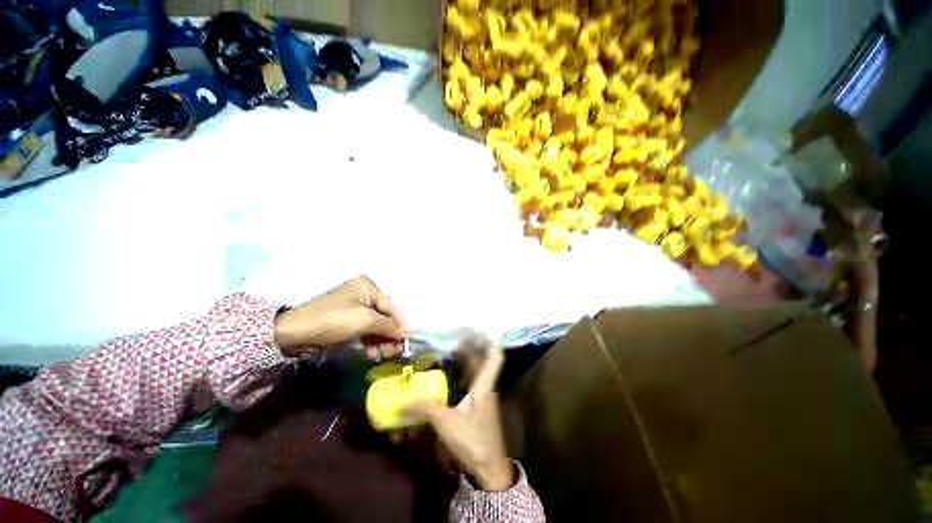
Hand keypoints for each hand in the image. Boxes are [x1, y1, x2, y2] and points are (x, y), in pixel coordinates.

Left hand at [274, 276, 409, 358]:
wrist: (292, 333)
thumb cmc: (333, 320)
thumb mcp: (364, 321)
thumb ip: (389, 326)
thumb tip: (409, 332)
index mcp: (367, 287)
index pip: (390, 307)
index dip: (400, 324)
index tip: (408, 341)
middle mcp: (362, 294)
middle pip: (383, 316)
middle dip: (389, 335)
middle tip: (396, 352)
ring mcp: (353, 307)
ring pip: (374, 325)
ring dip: (380, 340)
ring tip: (383, 356)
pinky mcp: (345, 320)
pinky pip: (363, 330)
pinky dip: (369, 341)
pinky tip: (372, 354)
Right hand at [407, 346, 513, 490]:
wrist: (489, 468)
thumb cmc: (472, 440)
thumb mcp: (446, 423)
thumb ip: (426, 409)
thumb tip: (403, 401)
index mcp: (484, 385)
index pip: (495, 357)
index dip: (491, 340)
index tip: (483, 327)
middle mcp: (486, 386)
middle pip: (483, 360)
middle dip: (473, 346)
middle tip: (458, 334)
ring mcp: (484, 396)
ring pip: (477, 371)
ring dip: (468, 359)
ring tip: (454, 348)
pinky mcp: (479, 406)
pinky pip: (472, 382)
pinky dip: (464, 375)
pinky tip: (452, 375)